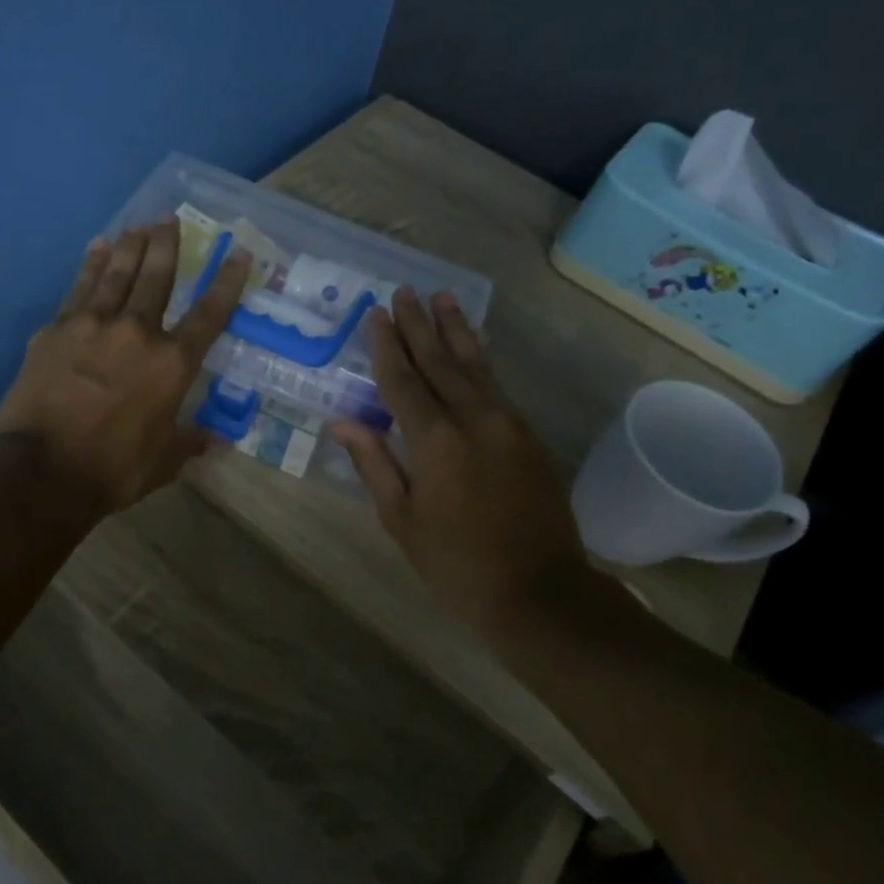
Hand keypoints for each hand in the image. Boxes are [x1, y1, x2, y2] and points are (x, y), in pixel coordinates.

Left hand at [0, 221, 250, 518]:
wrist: (41, 470)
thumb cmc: (112, 469)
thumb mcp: (163, 462)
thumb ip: (189, 441)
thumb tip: (214, 440)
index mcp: (172, 364)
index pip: (209, 314)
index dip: (227, 282)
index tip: (238, 254)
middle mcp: (137, 332)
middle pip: (158, 277)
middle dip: (167, 245)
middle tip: (170, 219)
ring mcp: (92, 325)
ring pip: (117, 273)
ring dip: (131, 246)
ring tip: (138, 225)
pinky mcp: (56, 329)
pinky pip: (78, 287)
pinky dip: (90, 264)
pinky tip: (96, 248)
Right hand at [328, 290, 581, 631]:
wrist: (540, 592)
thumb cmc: (457, 564)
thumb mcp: (402, 520)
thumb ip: (374, 464)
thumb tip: (343, 422)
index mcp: (436, 441)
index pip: (403, 380)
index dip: (385, 346)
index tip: (375, 314)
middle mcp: (474, 419)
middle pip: (440, 361)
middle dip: (419, 325)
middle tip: (403, 292)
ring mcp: (508, 423)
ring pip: (475, 365)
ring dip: (455, 330)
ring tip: (442, 297)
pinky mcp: (528, 434)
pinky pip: (497, 385)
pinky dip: (481, 359)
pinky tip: (474, 343)